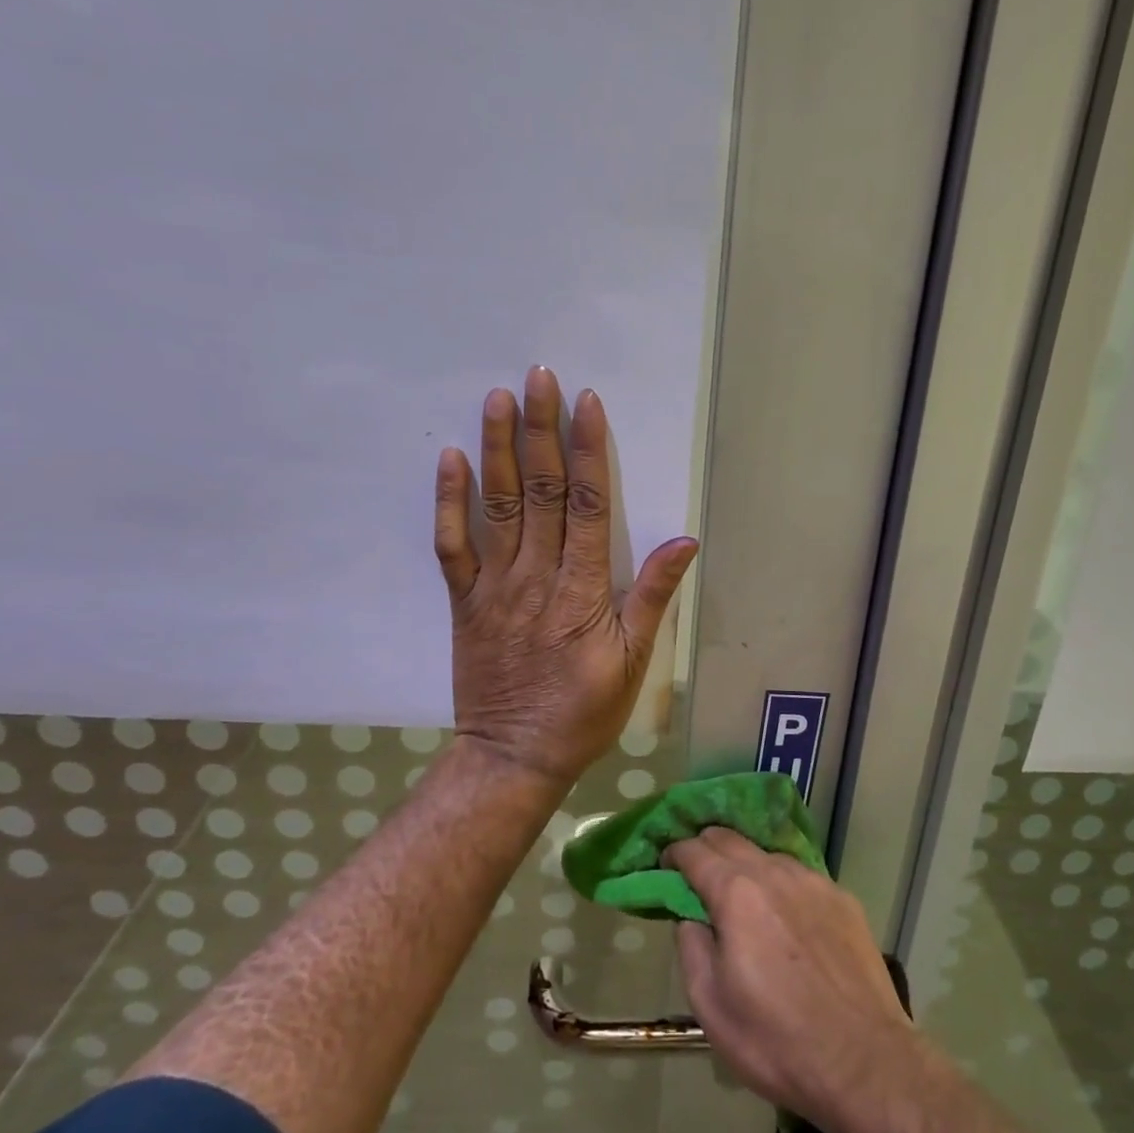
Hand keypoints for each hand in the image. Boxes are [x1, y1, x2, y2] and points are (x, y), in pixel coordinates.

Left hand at [434, 367, 697, 785]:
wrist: (514, 755)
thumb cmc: (583, 711)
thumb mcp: (634, 662)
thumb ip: (653, 597)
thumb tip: (683, 539)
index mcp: (581, 590)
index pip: (586, 506)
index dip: (587, 450)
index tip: (586, 403)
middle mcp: (536, 577)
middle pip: (541, 492)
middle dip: (541, 430)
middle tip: (538, 377)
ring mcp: (494, 587)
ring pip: (498, 507)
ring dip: (498, 450)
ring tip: (497, 399)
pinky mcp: (464, 602)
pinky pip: (453, 546)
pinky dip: (450, 502)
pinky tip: (451, 460)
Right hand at [667, 828, 919, 1126]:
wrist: (864, 1062)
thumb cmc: (776, 1041)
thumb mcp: (710, 1006)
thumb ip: (691, 948)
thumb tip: (690, 917)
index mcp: (736, 893)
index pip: (694, 851)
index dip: (674, 853)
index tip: (665, 865)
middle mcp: (774, 872)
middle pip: (730, 838)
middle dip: (706, 847)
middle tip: (696, 873)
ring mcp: (813, 881)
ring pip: (767, 854)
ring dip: (746, 864)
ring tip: (743, 896)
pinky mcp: (842, 897)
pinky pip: (800, 876)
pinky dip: (781, 883)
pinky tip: (786, 915)